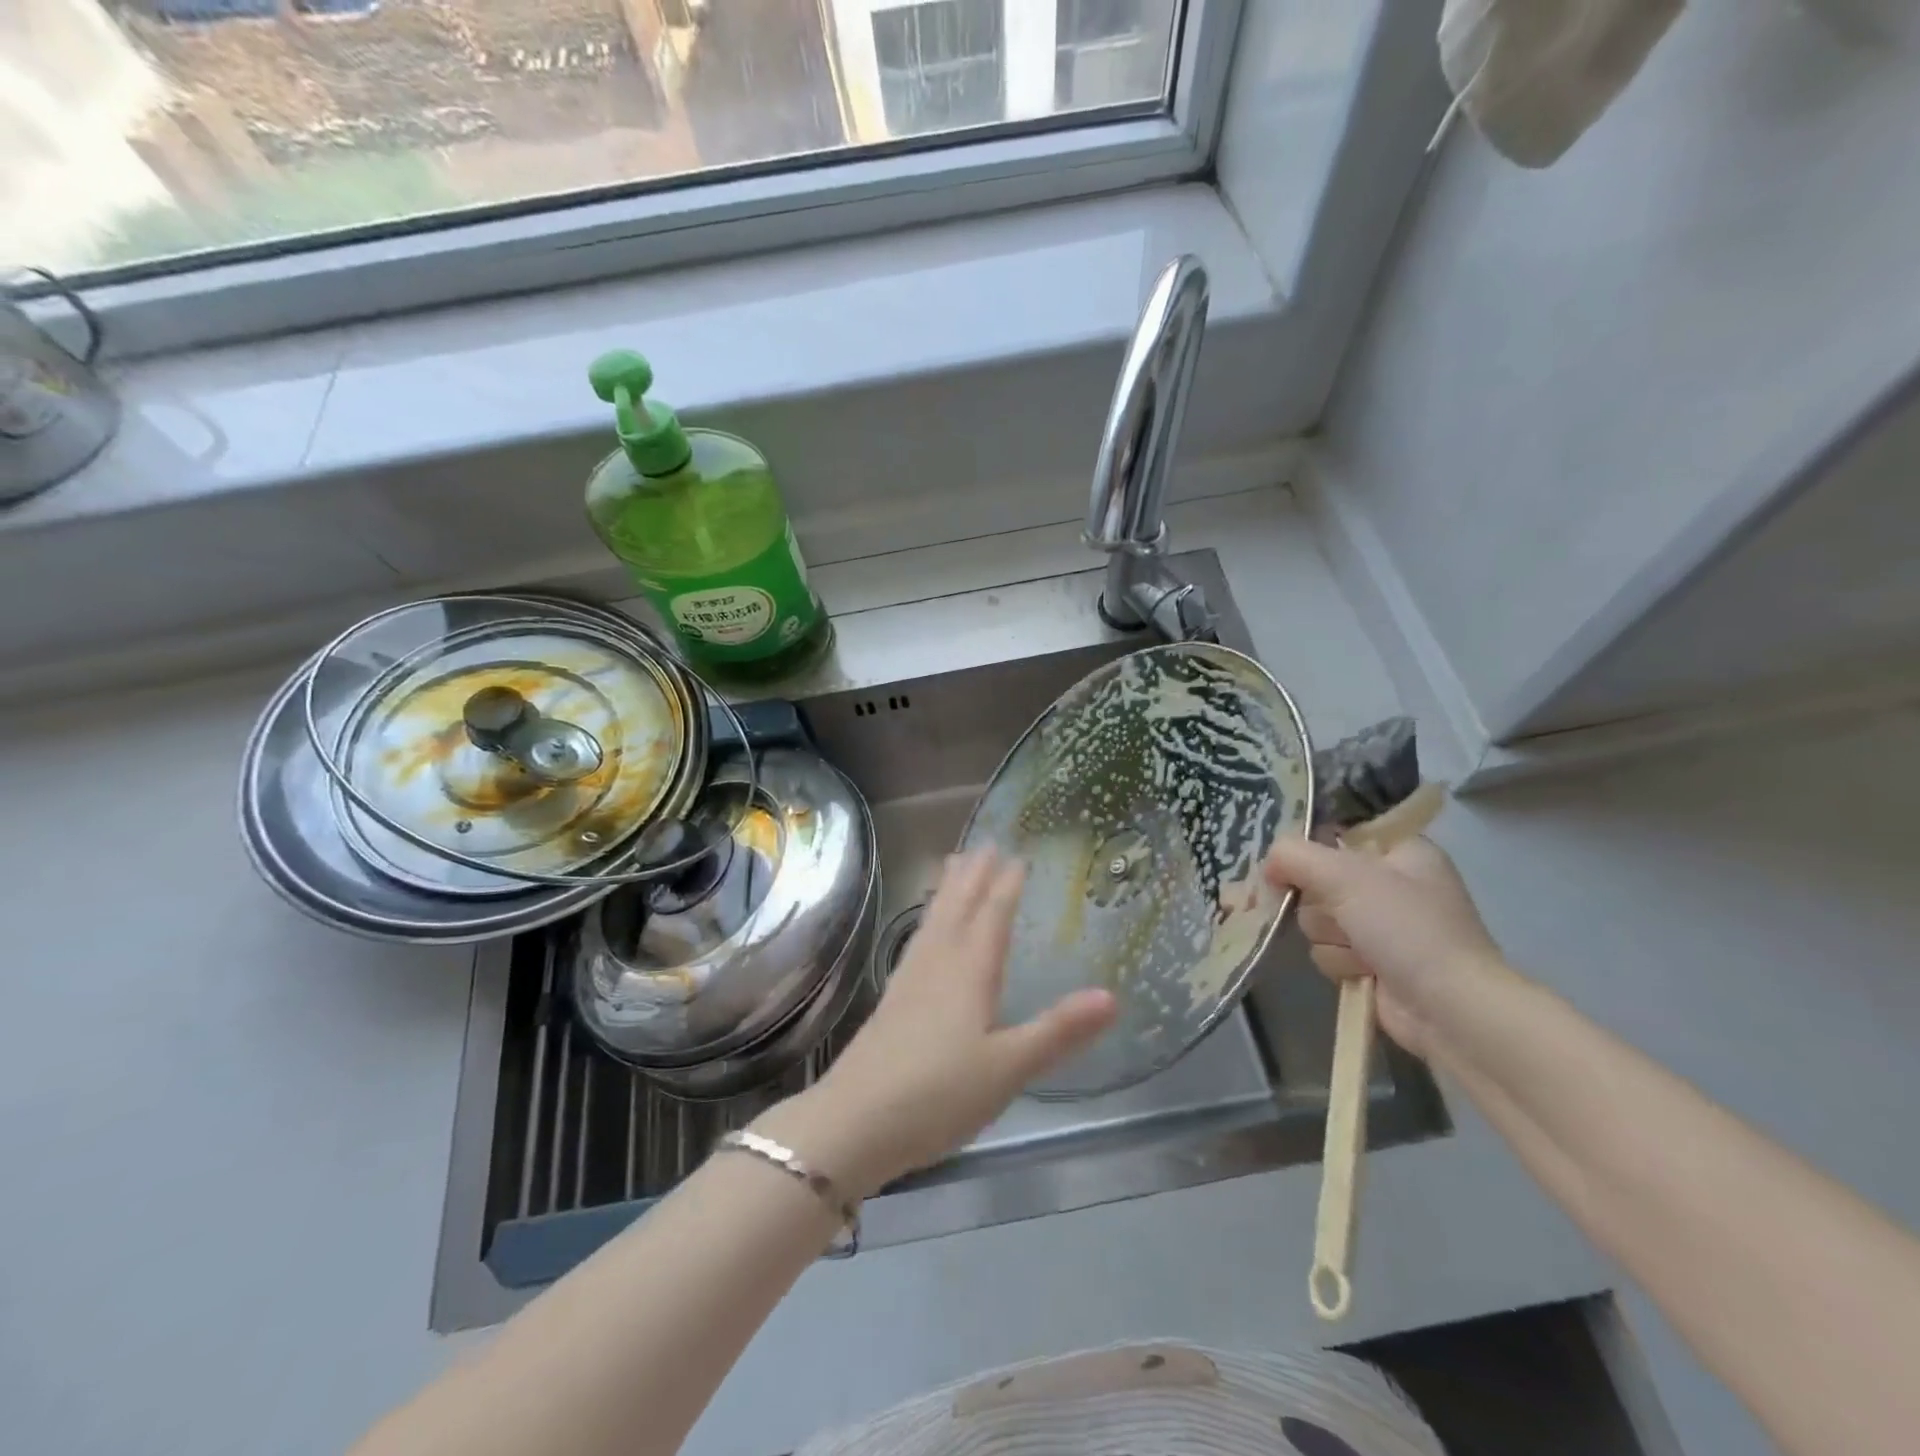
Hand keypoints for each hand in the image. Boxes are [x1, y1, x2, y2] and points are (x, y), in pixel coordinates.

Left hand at [758, 850, 1116, 1198]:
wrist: (854, 1122)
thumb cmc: (938, 1095)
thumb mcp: (1008, 1068)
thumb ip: (1058, 1032)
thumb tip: (1112, 996)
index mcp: (968, 972)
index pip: (992, 916)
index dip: (1006, 885)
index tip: (1018, 855)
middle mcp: (937, 964)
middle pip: (958, 907)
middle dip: (974, 875)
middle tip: (985, 843)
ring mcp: (909, 980)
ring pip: (934, 920)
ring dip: (949, 890)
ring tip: (954, 864)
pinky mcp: (892, 1001)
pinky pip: (918, 940)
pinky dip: (929, 920)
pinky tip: (926, 932)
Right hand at [1263, 835, 1503, 1058]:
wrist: (1450, 1009)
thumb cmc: (1407, 928)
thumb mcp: (1346, 876)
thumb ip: (1295, 856)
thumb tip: (1267, 863)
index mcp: (1399, 851)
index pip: (1337, 833)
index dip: (1312, 848)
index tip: (1294, 864)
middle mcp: (1390, 884)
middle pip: (1317, 880)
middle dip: (1322, 905)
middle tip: (1343, 915)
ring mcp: (1380, 926)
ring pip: (1316, 919)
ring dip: (1331, 938)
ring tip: (1362, 952)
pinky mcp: (1370, 962)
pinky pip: (1326, 950)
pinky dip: (1339, 962)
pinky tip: (1364, 972)